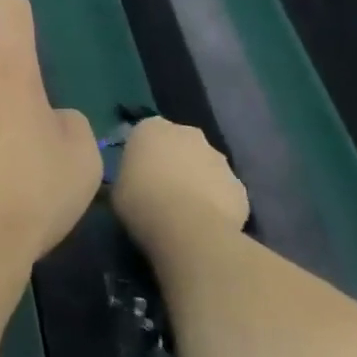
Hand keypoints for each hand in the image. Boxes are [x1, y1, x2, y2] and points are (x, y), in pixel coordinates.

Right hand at [112, 118, 249, 245]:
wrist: (187, 228)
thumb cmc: (141, 202)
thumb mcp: (117, 188)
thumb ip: (129, 176)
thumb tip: (136, 180)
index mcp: (152, 128)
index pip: (146, 133)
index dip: (143, 154)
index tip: (137, 174)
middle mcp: (188, 134)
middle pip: (180, 144)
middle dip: (174, 161)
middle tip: (161, 189)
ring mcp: (219, 158)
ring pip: (205, 166)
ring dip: (197, 180)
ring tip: (185, 210)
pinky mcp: (239, 185)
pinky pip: (222, 190)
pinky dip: (215, 201)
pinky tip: (205, 222)